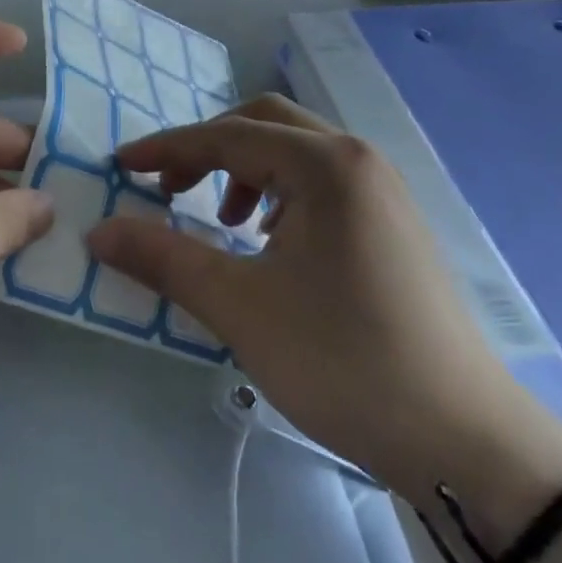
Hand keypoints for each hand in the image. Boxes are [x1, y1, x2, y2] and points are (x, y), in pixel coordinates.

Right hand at [89, 95, 561, 503]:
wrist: (462, 438)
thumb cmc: (341, 360)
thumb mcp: (239, 306)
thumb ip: (163, 258)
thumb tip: (99, 231)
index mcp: (325, 164)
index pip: (227, 135)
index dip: (167, 148)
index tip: (121, 167)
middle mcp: (359, 159)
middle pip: (265, 124)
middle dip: (208, 149)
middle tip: (170, 191)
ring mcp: (384, 190)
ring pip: (297, 152)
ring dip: (245, 171)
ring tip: (224, 224)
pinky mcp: (394, 223)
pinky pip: (323, 183)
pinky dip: (280, 194)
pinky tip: (270, 244)